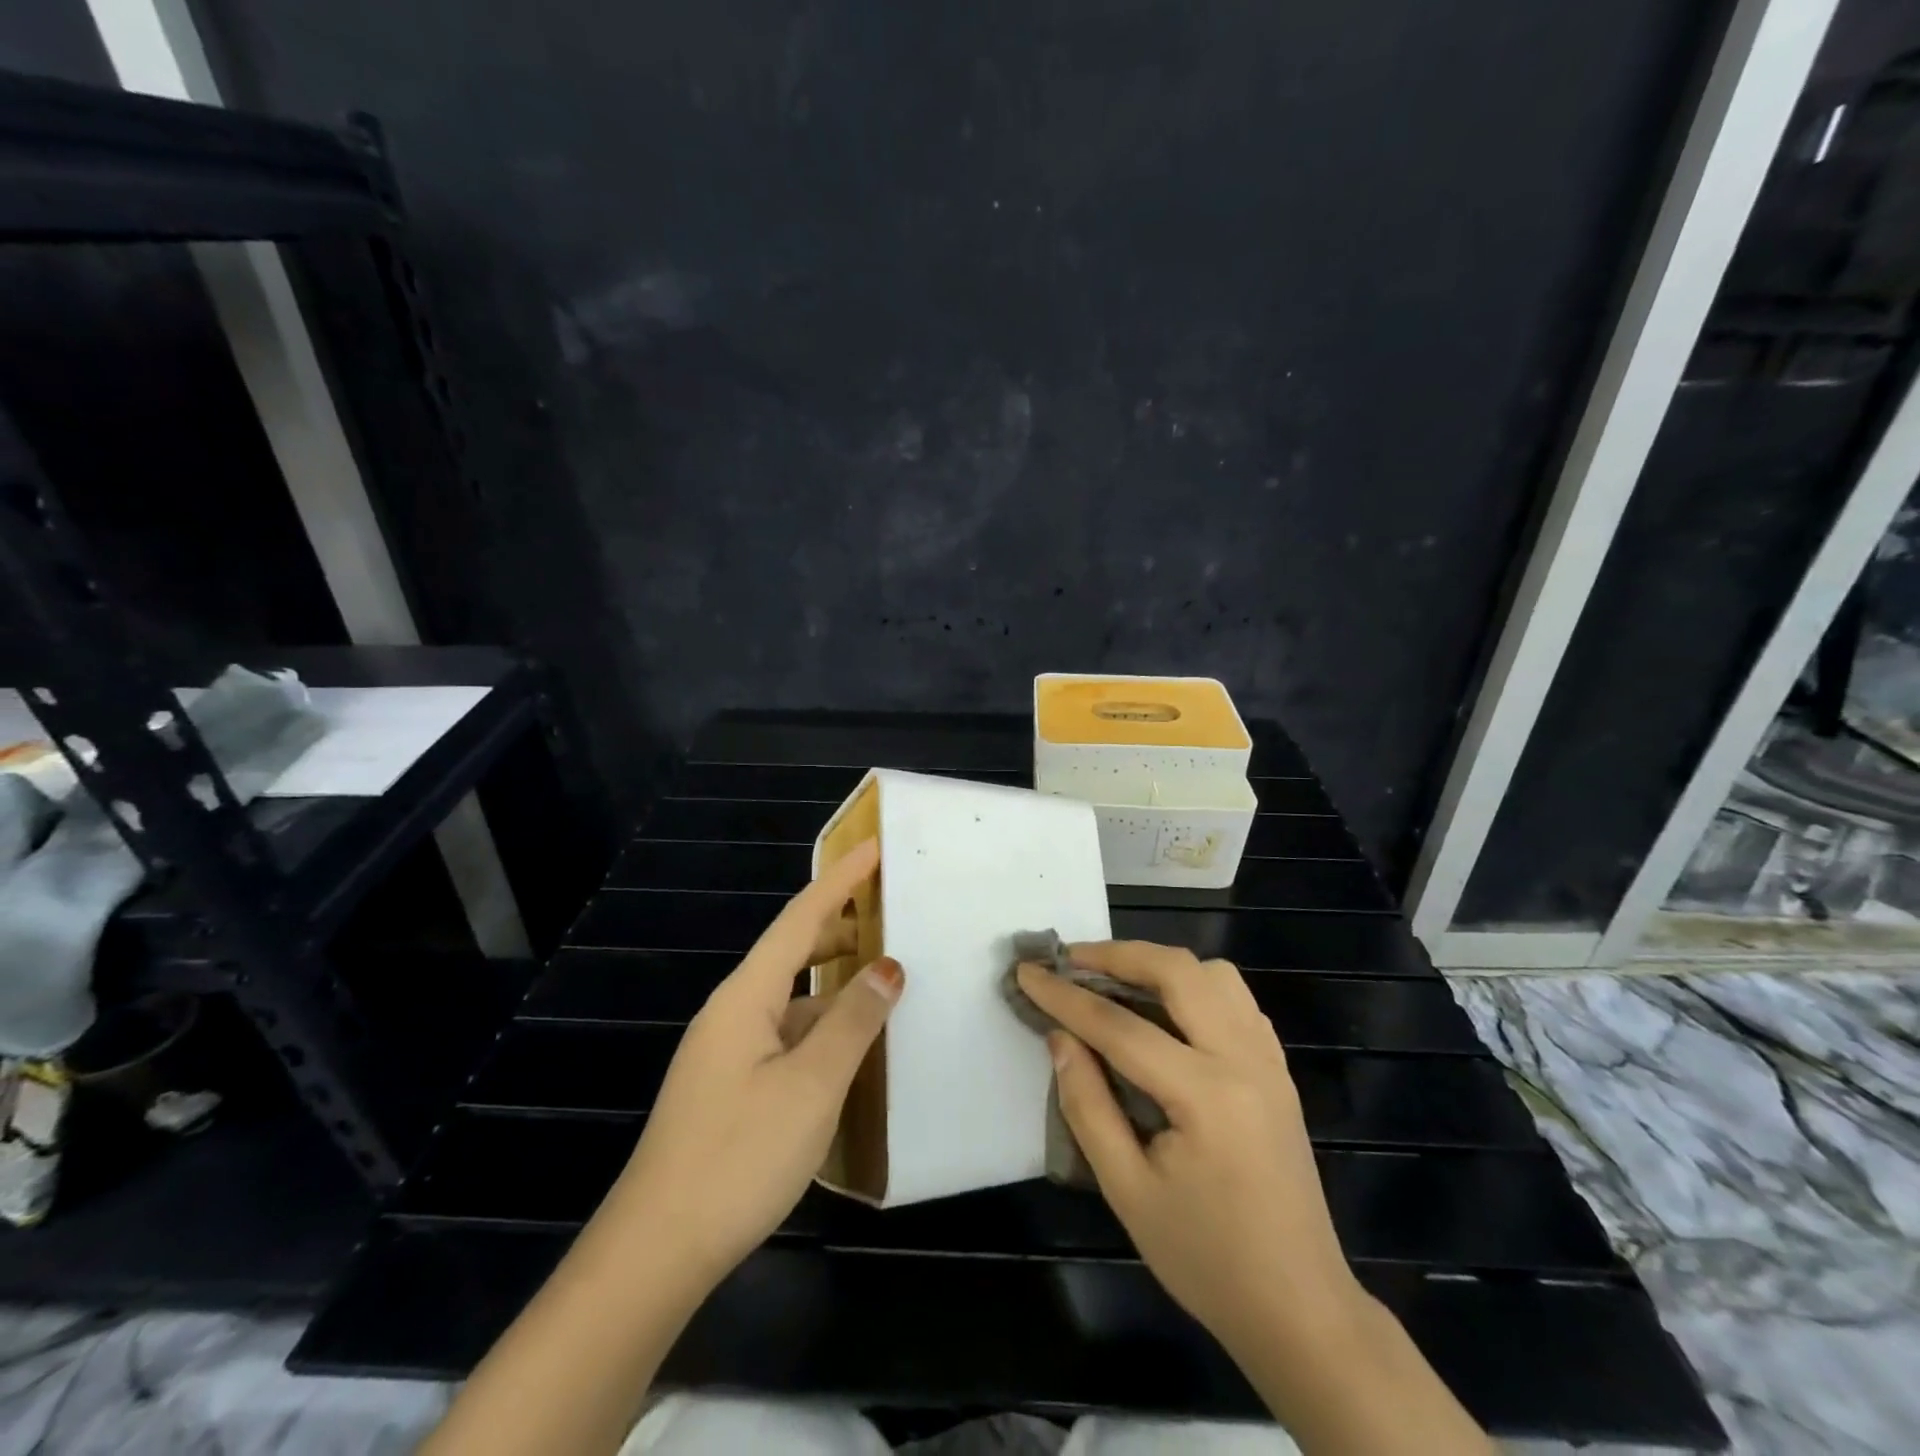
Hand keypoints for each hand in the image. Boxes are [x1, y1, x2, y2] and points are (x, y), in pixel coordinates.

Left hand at [609, 838, 900, 1286]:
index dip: (839, 880)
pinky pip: (786, 1032)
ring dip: (833, 978)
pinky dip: (821, 1021)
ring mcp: (728, 1052)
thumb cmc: (738, 1157)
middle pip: (791, 950)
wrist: (657, 1251)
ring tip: (882, 972)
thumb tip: (889, 967)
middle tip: (889, 908)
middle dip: (839, 923)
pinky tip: (848, 1043)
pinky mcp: (731, 1087)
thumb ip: (854, 1021)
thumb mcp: (811, 1085)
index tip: (874, 847)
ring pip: (791, 996)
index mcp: (746, 997)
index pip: (800, 919)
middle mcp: (733, 1012)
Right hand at [1015, 941, 1356, 1352]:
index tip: (1026, 972)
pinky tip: (1166, 1013)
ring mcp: (1269, 1060)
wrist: (1300, 1309)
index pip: (1121, 1027)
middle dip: (1117, 955)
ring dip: (1159, 964)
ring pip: (1214, 974)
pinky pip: (1236, 999)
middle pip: (1177, 972)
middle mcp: (1244, 1060)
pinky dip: (1194, 986)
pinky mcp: (1278, 1070)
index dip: (1066, 997)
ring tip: (1116, 981)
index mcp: (1207, 1095)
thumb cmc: (1206, 1259)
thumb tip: (1060, 1038)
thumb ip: (1088, 1106)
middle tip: (1070, 960)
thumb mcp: (1128, 1191)